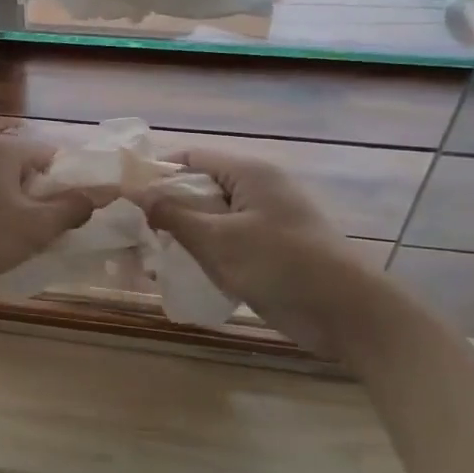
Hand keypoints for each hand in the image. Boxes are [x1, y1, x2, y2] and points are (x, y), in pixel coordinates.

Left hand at [0, 137, 105, 306]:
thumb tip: (106, 191)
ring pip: (13, 195)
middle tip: (74, 231)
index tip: (94, 209)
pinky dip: (9, 226)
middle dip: (54, 201)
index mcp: (2, 150)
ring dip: (32, 217)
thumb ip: (74, 207)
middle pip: (32, 175)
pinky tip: (18, 250)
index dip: (76, 180)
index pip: (53, 155)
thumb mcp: (36, 224)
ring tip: (49, 244)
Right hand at [141, 147, 384, 357]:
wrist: (349, 314)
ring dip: (183, 233)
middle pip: (200, 187)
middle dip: (166, 206)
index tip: (124, 196)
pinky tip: (181, 271)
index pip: (191, 158)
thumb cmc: (281, 265)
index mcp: (249, 173)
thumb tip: (134, 192)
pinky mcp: (271, 249)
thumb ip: (172, 214)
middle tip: (132, 229)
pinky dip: (205, 251)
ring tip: (149, 252)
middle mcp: (257, 189)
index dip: (156, 172)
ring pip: (212, 217)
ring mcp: (266, 220)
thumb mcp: (218, 239)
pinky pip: (227, 241)